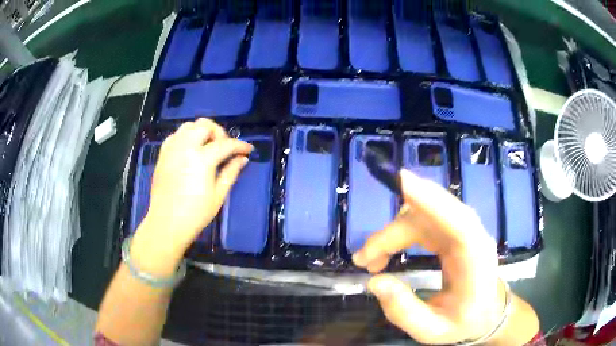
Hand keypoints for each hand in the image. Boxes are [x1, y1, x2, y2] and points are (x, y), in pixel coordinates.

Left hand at [134, 119, 252, 265]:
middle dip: (219, 132)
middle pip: (205, 125)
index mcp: (202, 159)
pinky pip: (175, 136)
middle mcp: (185, 148)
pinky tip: (190, 150)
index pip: (225, 144)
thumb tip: (242, 159)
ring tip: (207, 146)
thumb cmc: (195, 214)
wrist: (167, 223)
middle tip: (225, 147)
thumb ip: (231, 172)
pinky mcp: (163, 155)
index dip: (240, 145)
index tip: (248, 149)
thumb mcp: (218, 195)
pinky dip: (185, 137)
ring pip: (188, 126)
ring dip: (201, 131)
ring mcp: (172, 150)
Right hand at [352, 170, 501, 344]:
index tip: (402, 181)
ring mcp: (464, 232)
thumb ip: (404, 311)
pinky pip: (424, 222)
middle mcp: (472, 237)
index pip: (459, 221)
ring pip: (423, 216)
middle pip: (430, 218)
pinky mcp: (454, 234)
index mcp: (476, 260)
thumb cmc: (465, 323)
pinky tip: (386, 252)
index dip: (432, 199)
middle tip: (362, 260)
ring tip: (370, 261)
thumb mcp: (432, 330)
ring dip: (393, 234)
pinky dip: (400, 234)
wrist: (488, 315)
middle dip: (392, 233)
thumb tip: (374, 281)